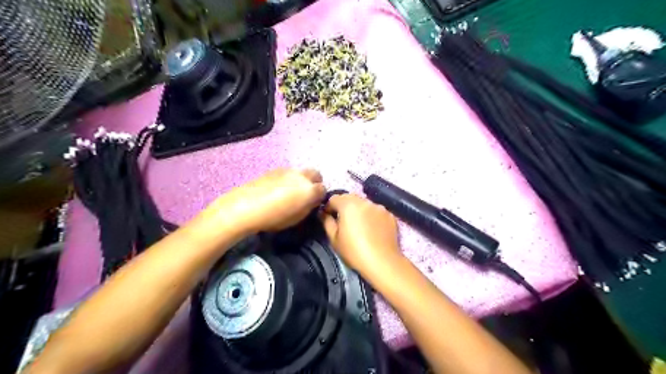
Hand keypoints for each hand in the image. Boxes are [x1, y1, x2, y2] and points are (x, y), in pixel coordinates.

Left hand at [215, 168, 326, 232]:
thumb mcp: (296, 218)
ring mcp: (288, 171)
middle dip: (315, 183)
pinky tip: (277, 189)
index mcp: (310, 190)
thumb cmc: (273, 218)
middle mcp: (302, 176)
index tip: (314, 203)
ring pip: (301, 172)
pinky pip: (288, 173)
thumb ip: (308, 207)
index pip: (323, 189)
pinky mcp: (275, 169)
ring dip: (301, 180)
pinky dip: (288, 179)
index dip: (320, 196)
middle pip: (316, 174)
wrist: (245, 207)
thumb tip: (312, 201)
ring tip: (290, 191)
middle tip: (306, 194)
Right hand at [319, 195, 403, 277]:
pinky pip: (376, 212)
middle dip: (344, 206)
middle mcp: (364, 201)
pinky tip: (372, 229)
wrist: (382, 261)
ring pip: (364, 204)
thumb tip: (323, 214)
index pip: (334, 198)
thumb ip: (327, 222)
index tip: (328, 217)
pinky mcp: (389, 215)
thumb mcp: (334, 239)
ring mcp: (379, 207)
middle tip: (343, 220)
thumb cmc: (354, 251)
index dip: (328, 207)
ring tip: (359, 225)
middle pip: (350, 198)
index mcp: (348, 205)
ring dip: (359, 210)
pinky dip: (372, 216)